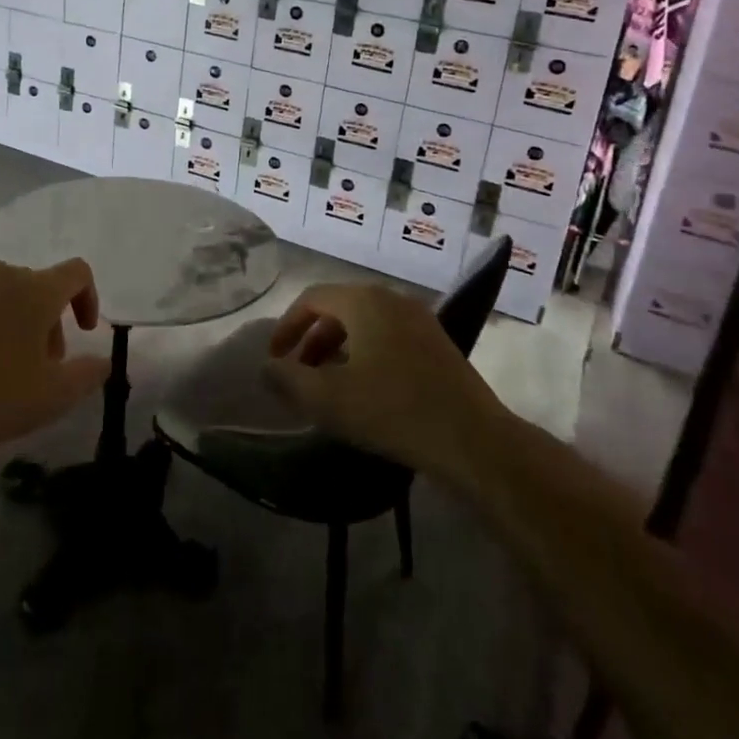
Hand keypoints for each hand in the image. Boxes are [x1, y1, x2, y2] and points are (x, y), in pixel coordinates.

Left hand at [0, 259, 109, 472]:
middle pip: (37, 286)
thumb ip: (89, 373)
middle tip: (40, 365)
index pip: (77, 272)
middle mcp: (0, 274)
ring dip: (13, 321)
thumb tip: (103, 360)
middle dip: (48, 321)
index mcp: (35, 289)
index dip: (89, 298)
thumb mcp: (54, 397)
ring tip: (0, 366)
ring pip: (1, 294)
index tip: (84, 332)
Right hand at [264, 282, 501, 477]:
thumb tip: (266, 367)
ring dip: (338, 349)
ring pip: (364, 324)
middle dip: (311, 339)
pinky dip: (365, 354)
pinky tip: (365, 390)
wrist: (473, 439)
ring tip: (327, 385)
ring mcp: (419, 319)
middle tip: (298, 374)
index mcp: (363, 300)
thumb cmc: (392, 410)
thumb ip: (288, 379)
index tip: (274, 359)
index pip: (311, 299)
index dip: (286, 327)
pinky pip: (388, 337)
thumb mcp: (327, 399)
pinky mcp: (437, 343)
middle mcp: (391, 298)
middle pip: (338, 309)